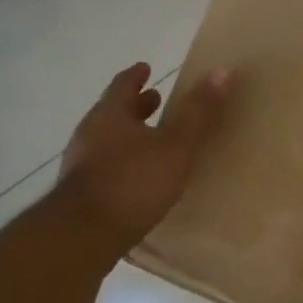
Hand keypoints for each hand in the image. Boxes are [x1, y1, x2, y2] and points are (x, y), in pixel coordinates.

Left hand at [54, 63, 231, 259]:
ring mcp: (80, 164)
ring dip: (128, 135)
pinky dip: (122, 162)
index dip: (136, 76)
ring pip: (107, 139)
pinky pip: (104, 166)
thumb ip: (198, 112)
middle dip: (134, 106)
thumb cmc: (133, 182)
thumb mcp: (176, 146)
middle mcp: (89, 133)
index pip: (122, 85)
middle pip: (113, 112)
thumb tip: (223, 70)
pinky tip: (137, 177)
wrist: (84, 234)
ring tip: (150, 141)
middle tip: (155, 100)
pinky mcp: (79, 193)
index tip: (146, 67)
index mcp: (109, 114)